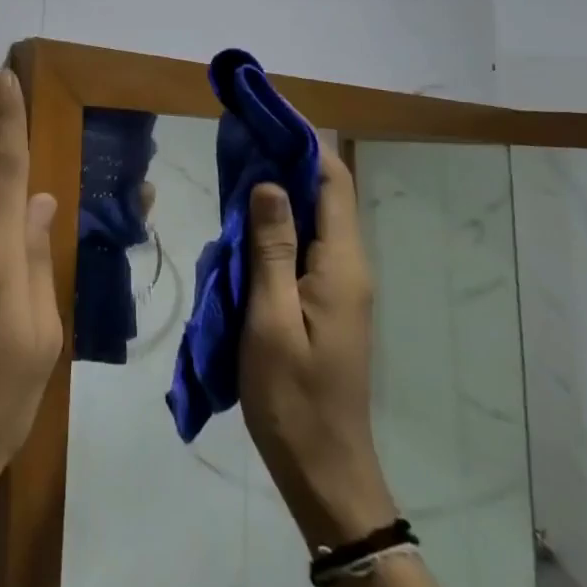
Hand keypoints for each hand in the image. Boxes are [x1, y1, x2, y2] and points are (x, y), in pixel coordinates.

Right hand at [239, 148, 396, 547]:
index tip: (266, 117)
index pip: (333, 182)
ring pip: (314, 220)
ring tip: (238, 171)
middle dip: (288, 161)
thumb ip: (271, 248)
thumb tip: (271, 183)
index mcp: (341, 265)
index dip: (305, 143)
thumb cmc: (293, 396)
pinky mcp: (326, 302)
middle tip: (242, 140)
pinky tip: (246, 224)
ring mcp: (340, 286)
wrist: (324, 469)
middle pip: (326, 195)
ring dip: (281, 192)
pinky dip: (278, 224)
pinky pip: (304, 246)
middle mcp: (348, 266)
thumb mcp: (270, 319)